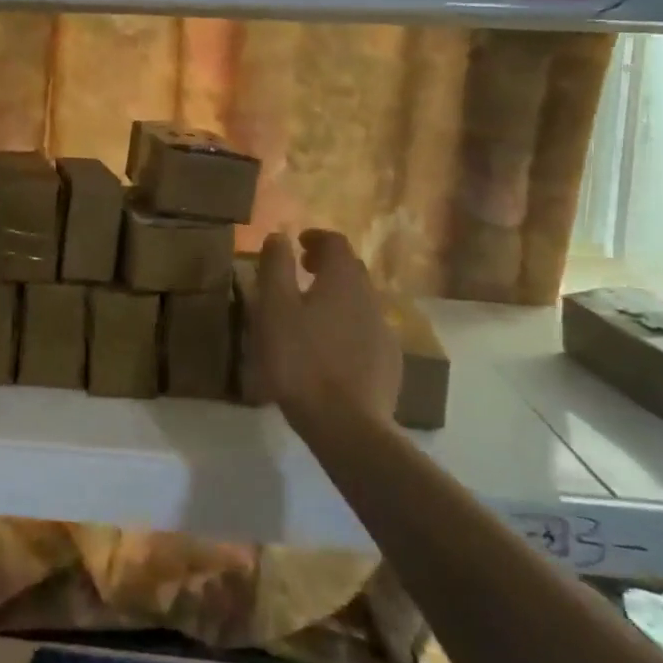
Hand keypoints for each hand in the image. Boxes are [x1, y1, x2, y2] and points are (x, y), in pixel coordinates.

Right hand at [249, 229, 400, 427]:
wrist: (346, 425)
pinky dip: (348, 325)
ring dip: (338, 296)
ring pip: (360, 301)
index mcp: (343, 280)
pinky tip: (331, 348)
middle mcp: (370, 298)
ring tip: (312, 312)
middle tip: (302, 272)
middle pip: (352, 270)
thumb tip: (279, 237)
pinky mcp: (389, 363)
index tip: (298, 244)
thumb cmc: (300, 360)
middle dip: (328, 265)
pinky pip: (367, 331)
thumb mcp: (274, 309)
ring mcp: (384, 332)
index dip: (316, 238)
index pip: (335, 243)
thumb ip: (275, 267)